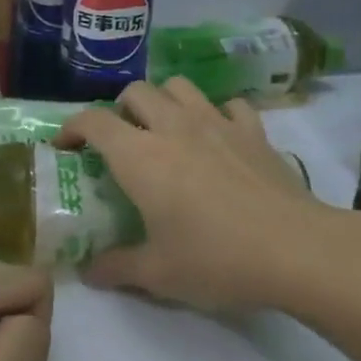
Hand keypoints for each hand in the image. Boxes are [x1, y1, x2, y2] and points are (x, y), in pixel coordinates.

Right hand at [58, 78, 329, 311]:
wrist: (295, 250)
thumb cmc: (215, 260)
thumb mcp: (157, 273)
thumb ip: (116, 267)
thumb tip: (88, 273)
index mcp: (140, 157)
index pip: (94, 121)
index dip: (71, 128)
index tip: (65, 147)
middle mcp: (174, 128)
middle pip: (137, 92)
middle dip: (119, 110)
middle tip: (120, 142)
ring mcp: (218, 124)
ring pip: (180, 87)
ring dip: (164, 101)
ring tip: (165, 131)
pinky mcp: (254, 132)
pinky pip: (228, 105)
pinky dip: (216, 114)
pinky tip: (218, 138)